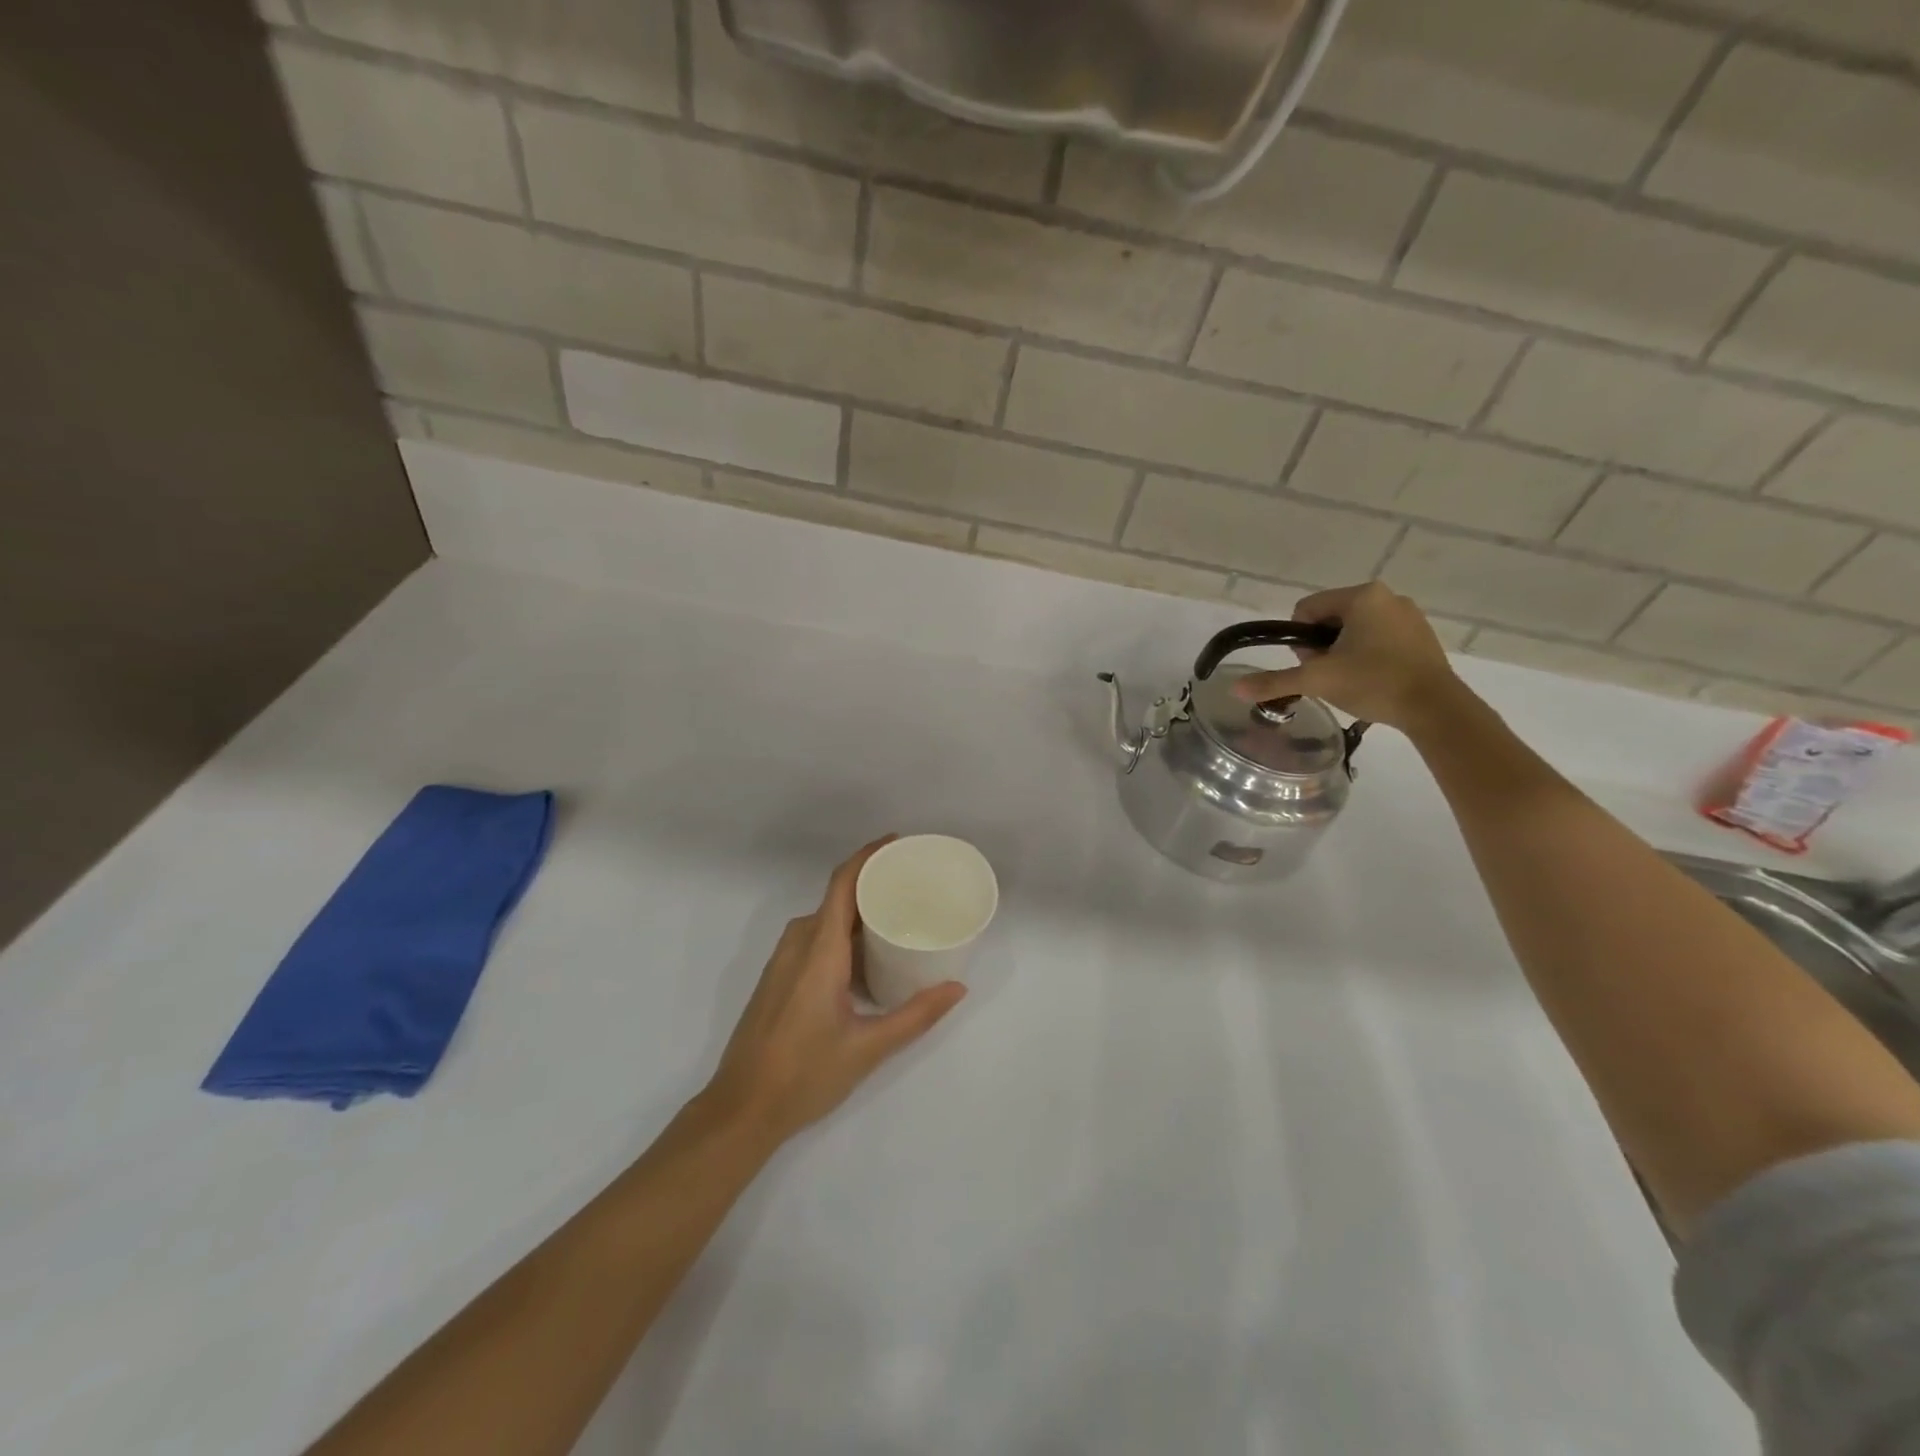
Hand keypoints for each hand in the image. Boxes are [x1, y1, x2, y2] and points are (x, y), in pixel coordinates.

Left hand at [702, 837, 966, 1147]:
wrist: (740, 1110)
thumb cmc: (804, 1074)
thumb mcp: (868, 1047)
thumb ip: (916, 1015)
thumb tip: (958, 988)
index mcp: (819, 950)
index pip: (842, 883)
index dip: (868, 856)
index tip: (898, 843)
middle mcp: (798, 945)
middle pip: (837, 898)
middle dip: (872, 884)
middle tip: (913, 886)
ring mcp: (783, 961)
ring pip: (825, 919)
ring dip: (857, 912)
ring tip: (897, 917)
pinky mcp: (779, 978)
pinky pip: (814, 938)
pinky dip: (842, 933)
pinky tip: (867, 957)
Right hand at [1229, 581, 1463, 731]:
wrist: (1435, 707)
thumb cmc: (1373, 682)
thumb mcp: (1317, 680)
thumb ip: (1275, 681)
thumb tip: (1235, 689)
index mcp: (1361, 596)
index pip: (1306, 609)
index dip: (1300, 639)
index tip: (1313, 664)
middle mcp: (1387, 596)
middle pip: (1329, 619)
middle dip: (1322, 646)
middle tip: (1331, 675)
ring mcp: (1408, 614)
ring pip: (1354, 629)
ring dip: (1343, 652)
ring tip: (1352, 680)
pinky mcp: (1421, 634)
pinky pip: (1379, 637)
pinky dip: (1368, 655)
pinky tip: (1373, 679)